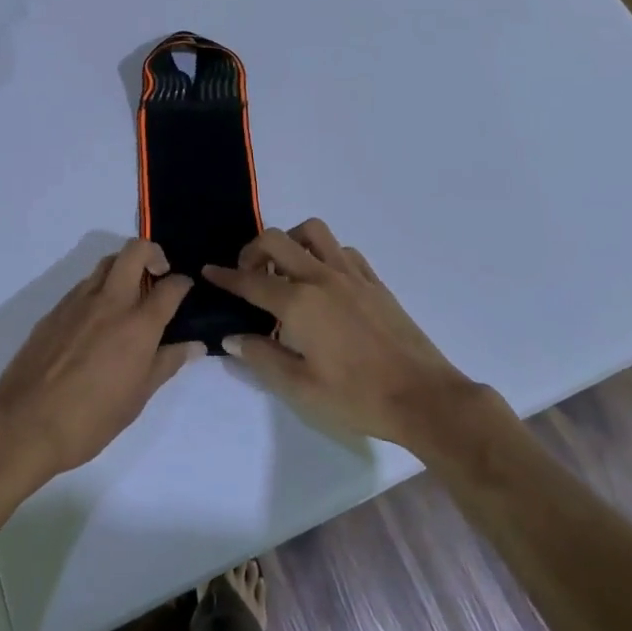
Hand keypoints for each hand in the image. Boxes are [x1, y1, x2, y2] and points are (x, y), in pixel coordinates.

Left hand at [0, 239, 200, 489]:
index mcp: (138, 324)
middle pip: (135, 250)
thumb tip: (194, 345)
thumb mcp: (138, 397)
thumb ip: (167, 363)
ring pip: (107, 263)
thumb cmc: (90, 418)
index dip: (183, 283)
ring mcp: (79, 301)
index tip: (185, 289)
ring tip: (128, 297)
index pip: (170, 286)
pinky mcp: (55, 309)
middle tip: (157, 275)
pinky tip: (97, 320)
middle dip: (153, 253)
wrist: (24, 423)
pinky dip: (99, 289)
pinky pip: (84, 285)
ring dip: (123, 268)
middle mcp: (111, 301)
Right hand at [204, 219, 476, 448]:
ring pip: (312, 232)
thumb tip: (232, 337)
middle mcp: (321, 277)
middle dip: (253, 250)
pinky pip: (342, 250)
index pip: (251, 282)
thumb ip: (263, 357)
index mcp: (299, 303)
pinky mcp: (373, 280)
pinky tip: (323, 280)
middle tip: (248, 273)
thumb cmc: (358, 398)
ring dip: (291, 241)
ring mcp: (351, 274)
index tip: (208, 271)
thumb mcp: (301, 389)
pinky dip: (323, 254)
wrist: (423, 396)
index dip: (225, 276)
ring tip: (285, 269)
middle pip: (277, 240)